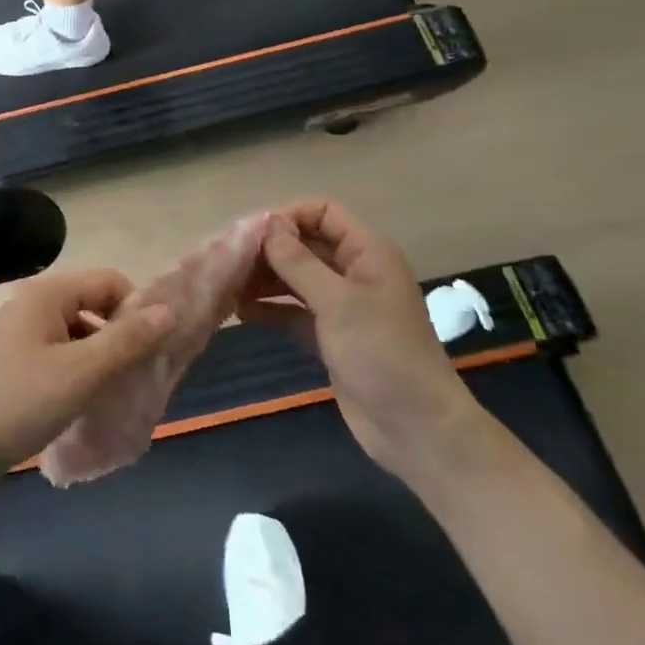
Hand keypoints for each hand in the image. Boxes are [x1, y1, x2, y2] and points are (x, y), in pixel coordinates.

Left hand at [0, 270, 176, 480]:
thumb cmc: (19, 403)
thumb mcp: (80, 373)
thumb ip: (126, 340)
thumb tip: (169, 310)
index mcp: (47, 293)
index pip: (109, 281)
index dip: (136, 309)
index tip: (151, 349)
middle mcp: (33, 303)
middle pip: (94, 304)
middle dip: (120, 335)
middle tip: (137, 376)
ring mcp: (21, 332)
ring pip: (79, 332)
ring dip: (101, 357)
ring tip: (116, 394)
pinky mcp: (15, 360)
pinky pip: (61, 353)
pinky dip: (80, 370)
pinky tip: (86, 403)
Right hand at [237, 201, 480, 474]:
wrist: (417, 431)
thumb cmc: (382, 354)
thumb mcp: (338, 303)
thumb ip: (298, 262)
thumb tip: (266, 225)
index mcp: (367, 252)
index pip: (322, 213)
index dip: (288, 217)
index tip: (253, 236)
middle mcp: (354, 272)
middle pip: (305, 245)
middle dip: (269, 250)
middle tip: (229, 262)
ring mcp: (342, 306)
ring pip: (296, 279)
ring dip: (264, 279)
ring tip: (227, 286)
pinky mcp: (331, 336)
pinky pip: (294, 311)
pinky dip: (271, 309)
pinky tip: (240, 312)